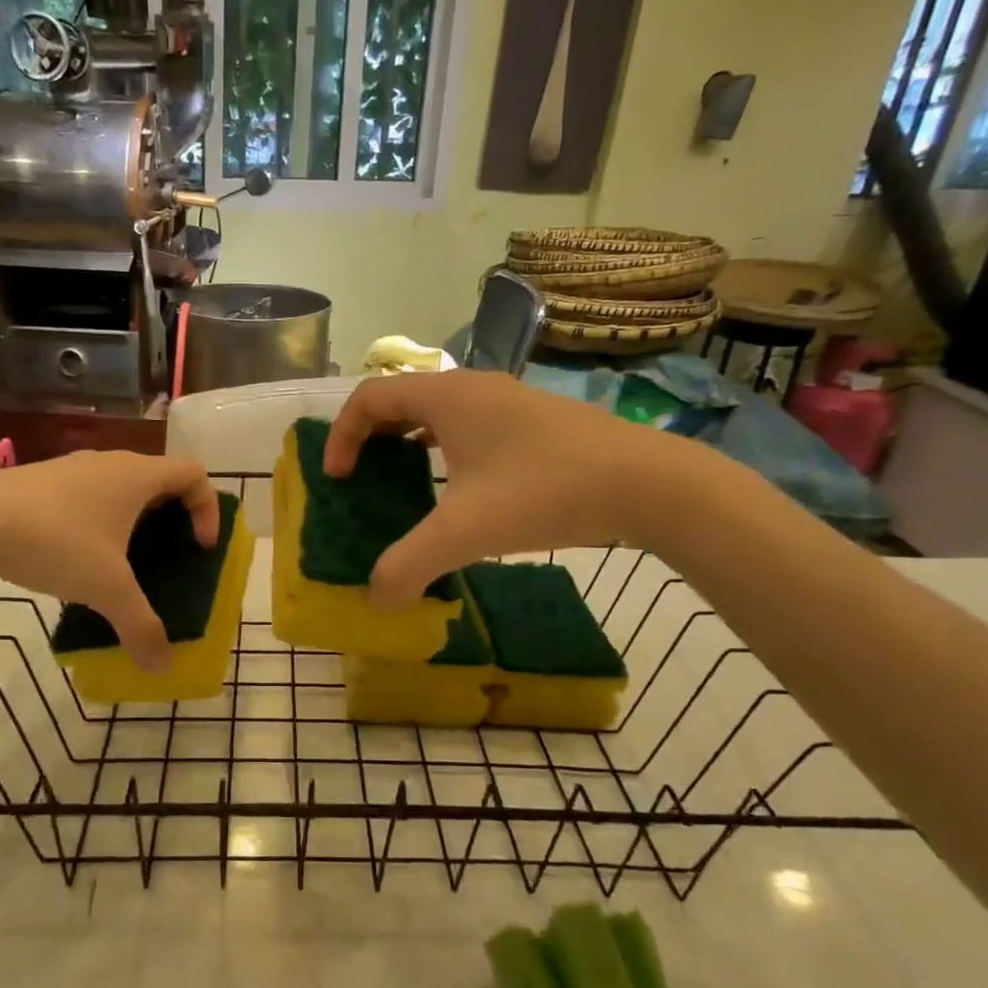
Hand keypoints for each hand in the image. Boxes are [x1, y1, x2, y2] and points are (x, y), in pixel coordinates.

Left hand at [0, 451, 218, 670]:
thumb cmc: (56, 542)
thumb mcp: (106, 589)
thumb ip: (140, 627)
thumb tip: (163, 668)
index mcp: (137, 476)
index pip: (194, 474)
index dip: (208, 509)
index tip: (200, 548)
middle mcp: (109, 462)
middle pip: (159, 480)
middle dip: (173, 518)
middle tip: (169, 557)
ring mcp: (72, 468)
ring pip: (120, 487)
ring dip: (133, 520)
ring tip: (123, 562)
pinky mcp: (42, 480)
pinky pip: (88, 495)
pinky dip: (99, 521)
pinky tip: (76, 559)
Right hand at [324, 371, 695, 606]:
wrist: (648, 483)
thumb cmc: (545, 492)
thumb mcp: (465, 533)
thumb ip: (409, 565)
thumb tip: (376, 599)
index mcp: (446, 396)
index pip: (368, 397)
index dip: (341, 436)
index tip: (339, 479)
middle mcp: (473, 387)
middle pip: (399, 399)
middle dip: (370, 437)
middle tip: (361, 478)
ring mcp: (508, 401)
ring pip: (437, 411)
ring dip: (407, 441)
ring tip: (401, 481)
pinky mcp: (534, 420)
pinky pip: (468, 424)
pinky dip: (444, 448)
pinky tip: (458, 487)